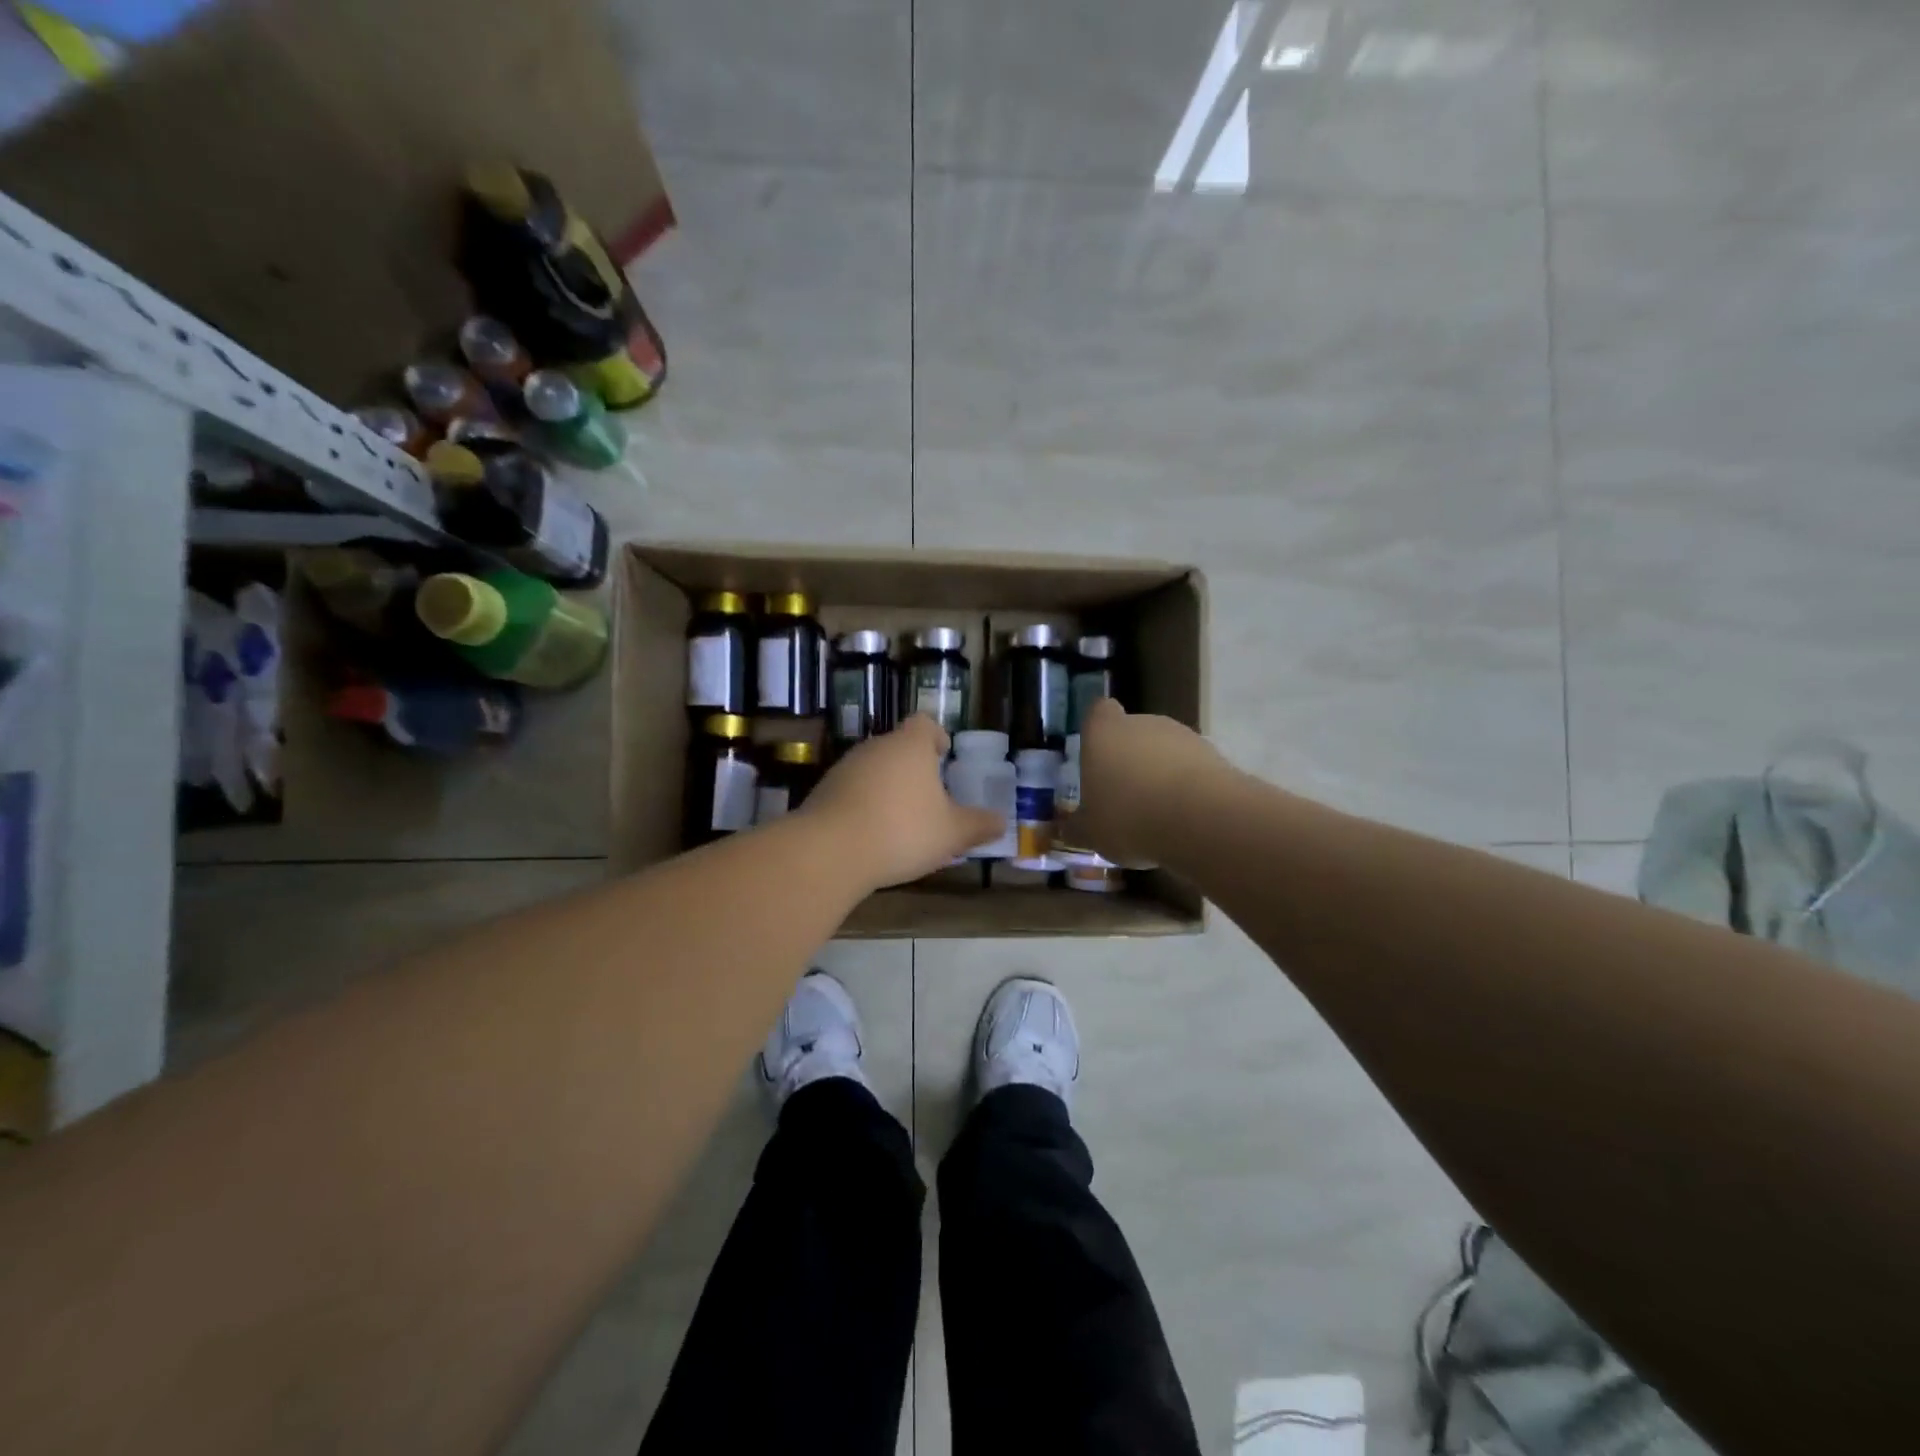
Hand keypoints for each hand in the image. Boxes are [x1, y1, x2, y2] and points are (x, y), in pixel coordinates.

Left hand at [801, 715, 1004, 889]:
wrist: (831, 851)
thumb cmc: (903, 831)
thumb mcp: (952, 833)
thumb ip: (978, 825)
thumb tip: (1002, 822)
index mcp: (910, 746)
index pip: (924, 724)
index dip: (936, 737)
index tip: (943, 755)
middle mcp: (876, 747)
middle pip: (898, 747)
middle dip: (913, 767)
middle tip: (929, 795)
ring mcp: (845, 768)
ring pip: (873, 769)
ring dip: (887, 787)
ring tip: (901, 819)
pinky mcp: (823, 792)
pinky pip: (851, 791)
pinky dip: (863, 805)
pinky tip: (872, 835)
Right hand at [1071, 698, 1228, 865]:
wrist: (1202, 820)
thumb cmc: (1129, 817)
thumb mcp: (1091, 832)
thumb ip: (1077, 827)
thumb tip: (1067, 829)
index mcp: (1104, 732)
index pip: (1098, 711)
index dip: (1097, 729)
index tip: (1097, 754)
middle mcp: (1143, 723)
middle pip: (1133, 731)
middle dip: (1129, 757)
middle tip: (1125, 795)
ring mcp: (1182, 735)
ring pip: (1164, 749)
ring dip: (1161, 772)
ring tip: (1158, 812)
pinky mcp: (1215, 755)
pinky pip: (1192, 768)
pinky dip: (1188, 786)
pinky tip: (1185, 817)